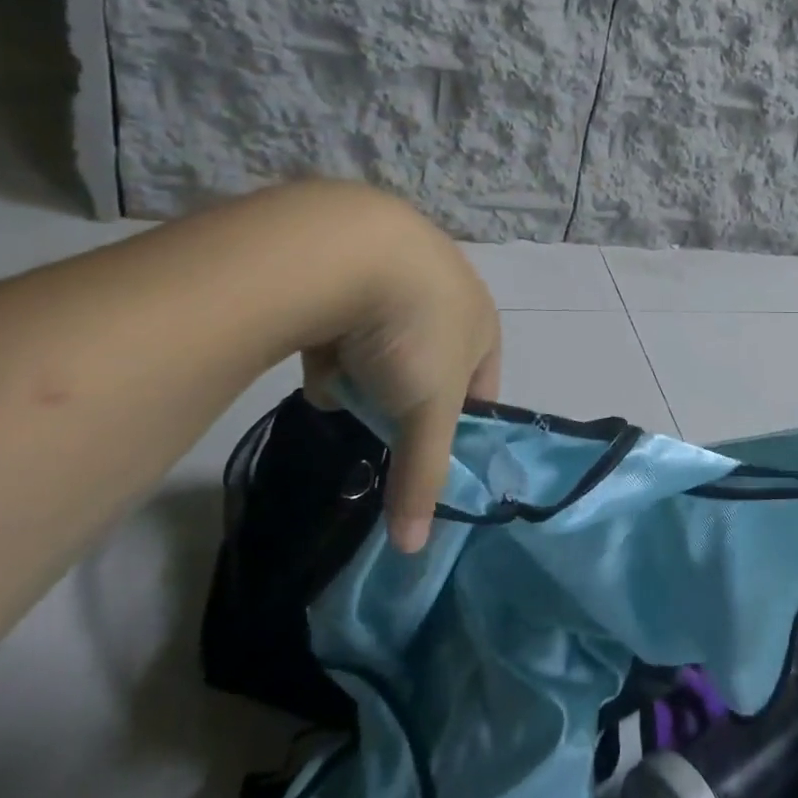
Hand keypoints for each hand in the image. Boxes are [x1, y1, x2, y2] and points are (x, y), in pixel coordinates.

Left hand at [299, 194, 500, 552]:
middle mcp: (447, 293)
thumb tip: (415, 552)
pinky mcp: (348, 260)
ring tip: (341, 383)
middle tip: (377, 417)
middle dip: (402, 397)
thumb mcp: (425, 409)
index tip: (427, 452)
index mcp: (481, 322)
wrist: (344, 245)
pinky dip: (333, 342)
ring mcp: (396, 273)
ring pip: (384, 344)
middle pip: (429, 365)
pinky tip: (316, 351)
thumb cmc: (411, 328)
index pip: (481, 386)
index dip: (457, 425)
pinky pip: (347, 319)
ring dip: (365, 371)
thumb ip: (423, 475)